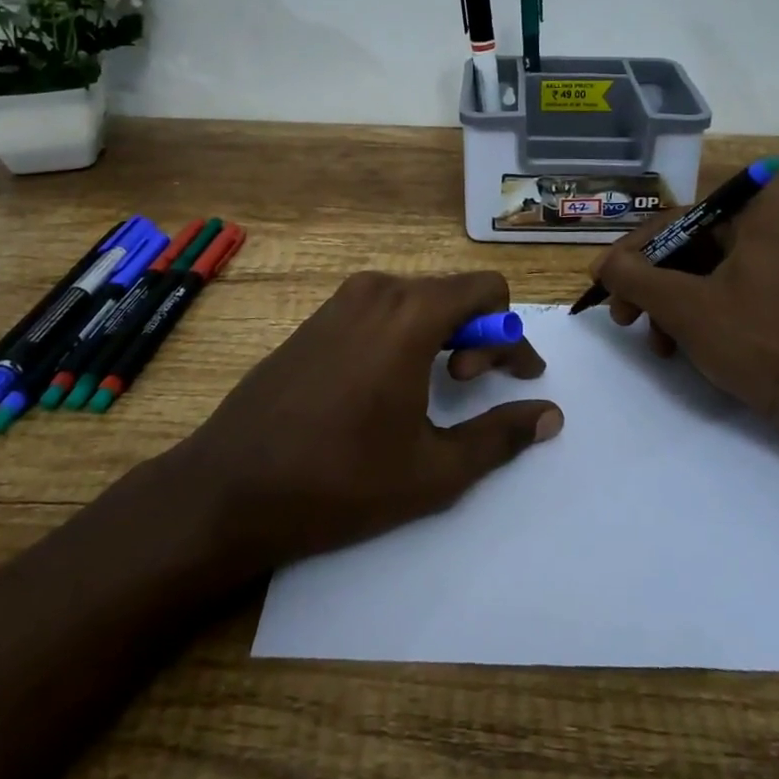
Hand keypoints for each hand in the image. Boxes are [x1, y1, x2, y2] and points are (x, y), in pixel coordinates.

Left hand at [170, 271, 561, 569]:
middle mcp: (377, 290)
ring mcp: (341, 300)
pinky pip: (382, 310)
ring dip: (442, 334)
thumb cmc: (339, 481)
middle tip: (468, 386)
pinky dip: (405, 334)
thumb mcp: (433, 470)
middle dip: (477, 336)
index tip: (516, 379)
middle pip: (453, 292)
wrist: (229, 488)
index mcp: (410, 313)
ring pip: (417, 299)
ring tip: (433, 386)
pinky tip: (389, 384)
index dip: (512, 335)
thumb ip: (500, 436)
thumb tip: (549, 415)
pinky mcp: (317, 318)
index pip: (487, 291)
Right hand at [592, 183, 778, 502]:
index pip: (672, 219)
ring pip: (702, 276)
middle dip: (649, 283)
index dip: (631, 251)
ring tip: (654, 343)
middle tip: (622, 316)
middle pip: (686, 247)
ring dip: (668, 306)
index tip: (601, 281)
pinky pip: (725, 299)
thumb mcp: (688, 307)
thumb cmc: (766, 343)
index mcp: (752, 215)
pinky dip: (697, 320)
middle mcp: (765, 232)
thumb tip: (603, 263)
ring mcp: (776, 271)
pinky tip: (681, 351)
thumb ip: (636, 278)